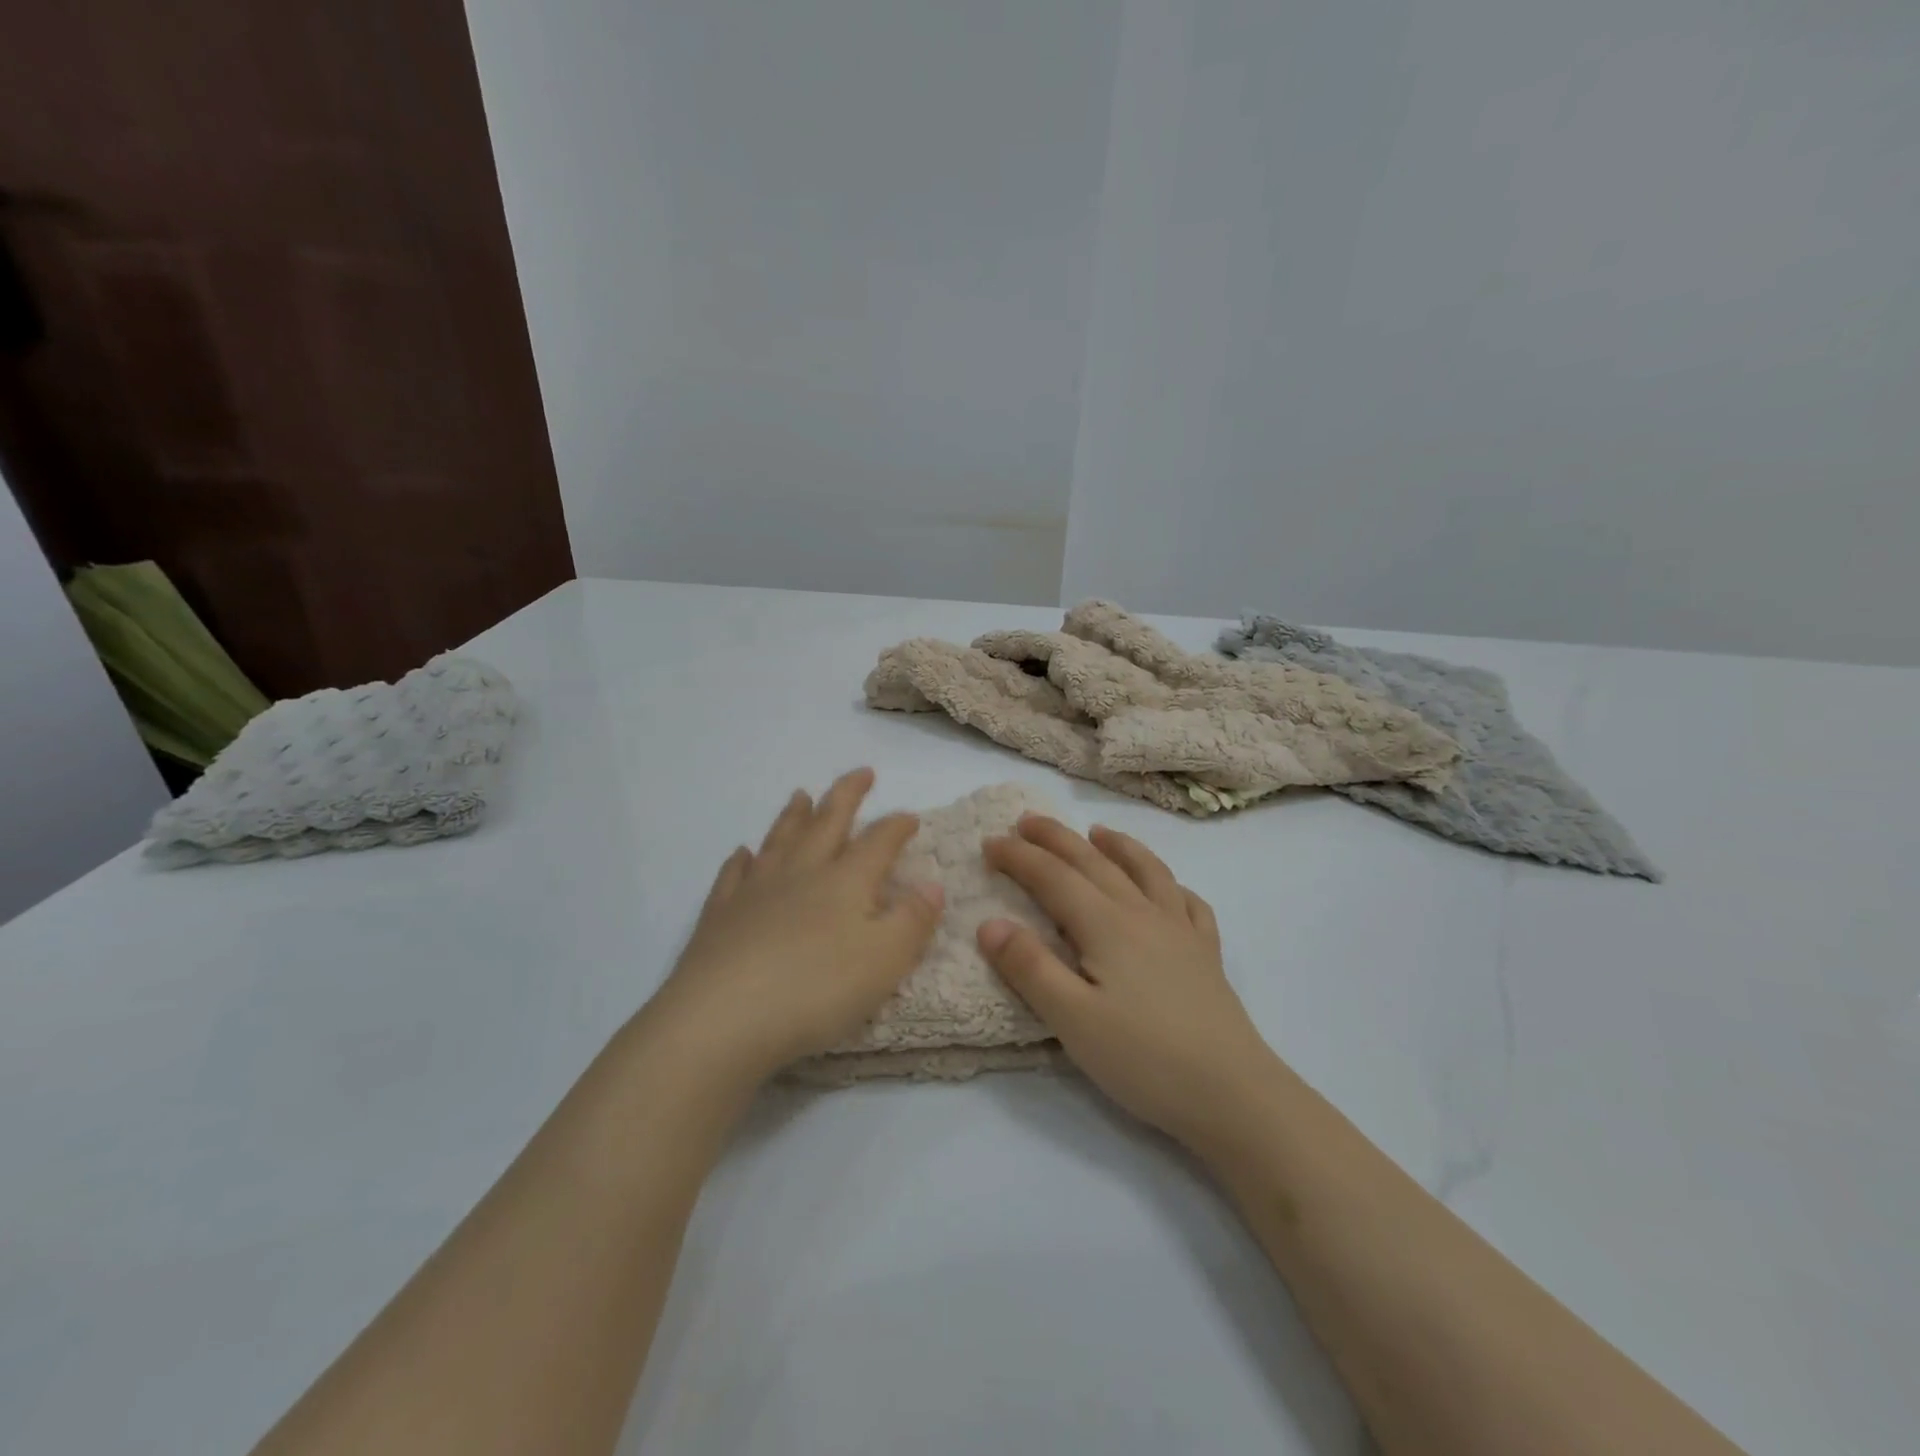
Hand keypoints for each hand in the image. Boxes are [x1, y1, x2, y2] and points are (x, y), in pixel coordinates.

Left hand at [645, 769, 945, 1086]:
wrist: (723, 1018)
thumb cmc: (816, 990)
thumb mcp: (885, 960)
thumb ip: (913, 920)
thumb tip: (932, 884)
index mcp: (846, 881)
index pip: (878, 841)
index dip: (897, 826)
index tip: (910, 817)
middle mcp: (801, 873)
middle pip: (827, 822)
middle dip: (847, 795)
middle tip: (861, 772)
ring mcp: (756, 890)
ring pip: (780, 840)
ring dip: (794, 815)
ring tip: (801, 794)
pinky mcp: (720, 915)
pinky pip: (734, 875)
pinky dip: (742, 860)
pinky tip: (743, 853)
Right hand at [979, 816, 1272, 1147]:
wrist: (1233, 1093)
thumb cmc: (1144, 1059)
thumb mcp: (1072, 1020)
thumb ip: (1030, 967)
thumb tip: (990, 922)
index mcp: (1106, 925)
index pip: (1053, 877)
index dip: (1019, 857)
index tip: (989, 842)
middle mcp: (1143, 914)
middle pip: (1094, 862)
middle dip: (1056, 838)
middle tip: (1026, 820)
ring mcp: (1181, 931)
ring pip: (1146, 870)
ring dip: (1117, 845)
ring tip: (1098, 831)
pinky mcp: (1206, 954)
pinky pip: (1189, 902)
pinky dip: (1170, 883)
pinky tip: (1166, 888)